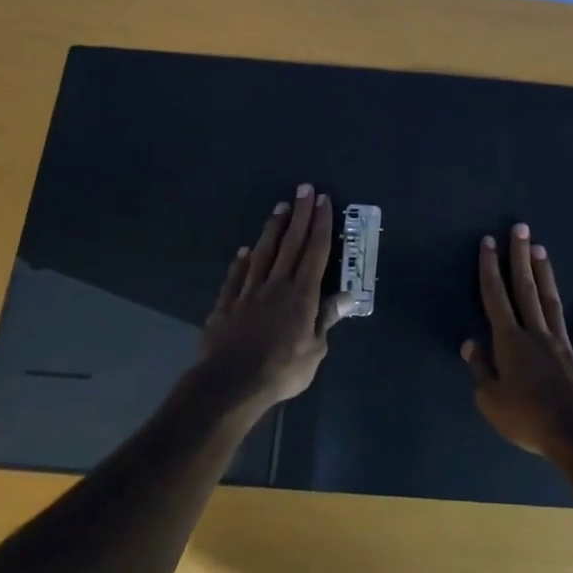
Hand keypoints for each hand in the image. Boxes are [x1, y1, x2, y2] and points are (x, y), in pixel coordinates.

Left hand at [198, 185, 342, 411]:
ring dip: (273, 228)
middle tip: (304, 189)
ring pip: (263, 252)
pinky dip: (240, 262)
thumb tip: (346, 295)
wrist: (231, 383)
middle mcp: (276, 284)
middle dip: (300, 214)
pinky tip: (244, 251)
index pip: (315, 252)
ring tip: (280, 207)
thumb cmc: (281, 370)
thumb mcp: (314, 351)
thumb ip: (325, 319)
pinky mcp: (226, 304)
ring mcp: (248, 292)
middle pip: (291, 243)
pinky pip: (235, 277)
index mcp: (302, 295)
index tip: (324, 201)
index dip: (321, 225)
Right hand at [462, 223, 572, 460]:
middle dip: (520, 257)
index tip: (488, 242)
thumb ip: (481, 370)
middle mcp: (537, 333)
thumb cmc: (528, 418)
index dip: (490, 268)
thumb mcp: (491, 401)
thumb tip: (471, 344)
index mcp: (510, 341)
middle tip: (520, 228)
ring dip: (546, 275)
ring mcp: (564, 345)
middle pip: (525, 289)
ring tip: (542, 250)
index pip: (496, 296)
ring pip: (552, 303)